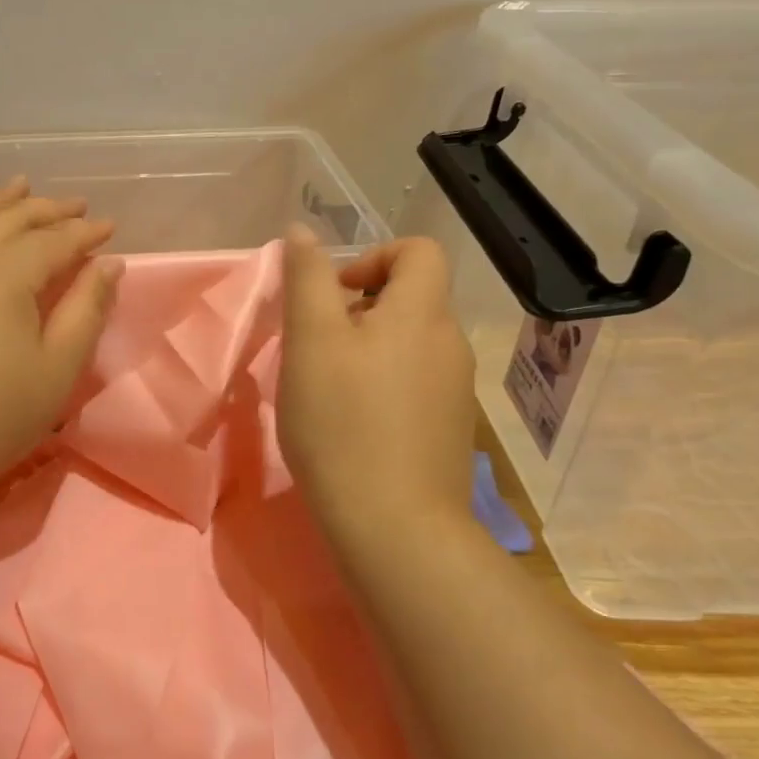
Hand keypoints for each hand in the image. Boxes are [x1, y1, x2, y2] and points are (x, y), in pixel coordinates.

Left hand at [0, 180, 119, 496]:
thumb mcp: (58, 367)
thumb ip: (86, 308)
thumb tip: (108, 264)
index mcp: (3, 274)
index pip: (53, 240)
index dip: (84, 232)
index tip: (110, 228)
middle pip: (8, 219)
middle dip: (46, 209)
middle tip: (75, 206)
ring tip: (16, 186)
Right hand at [278, 227, 480, 555]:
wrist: (395, 526)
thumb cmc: (343, 423)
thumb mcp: (311, 342)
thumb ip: (307, 280)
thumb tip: (302, 232)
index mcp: (422, 313)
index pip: (418, 251)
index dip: (373, 256)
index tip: (333, 294)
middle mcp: (450, 344)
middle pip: (412, 299)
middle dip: (361, 309)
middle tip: (316, 347)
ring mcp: (456, 391)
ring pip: (411, 345)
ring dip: (370, 350)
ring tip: (329, 388)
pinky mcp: (449, 430)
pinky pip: (416, 384)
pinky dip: (385, 386)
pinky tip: (354, 424)